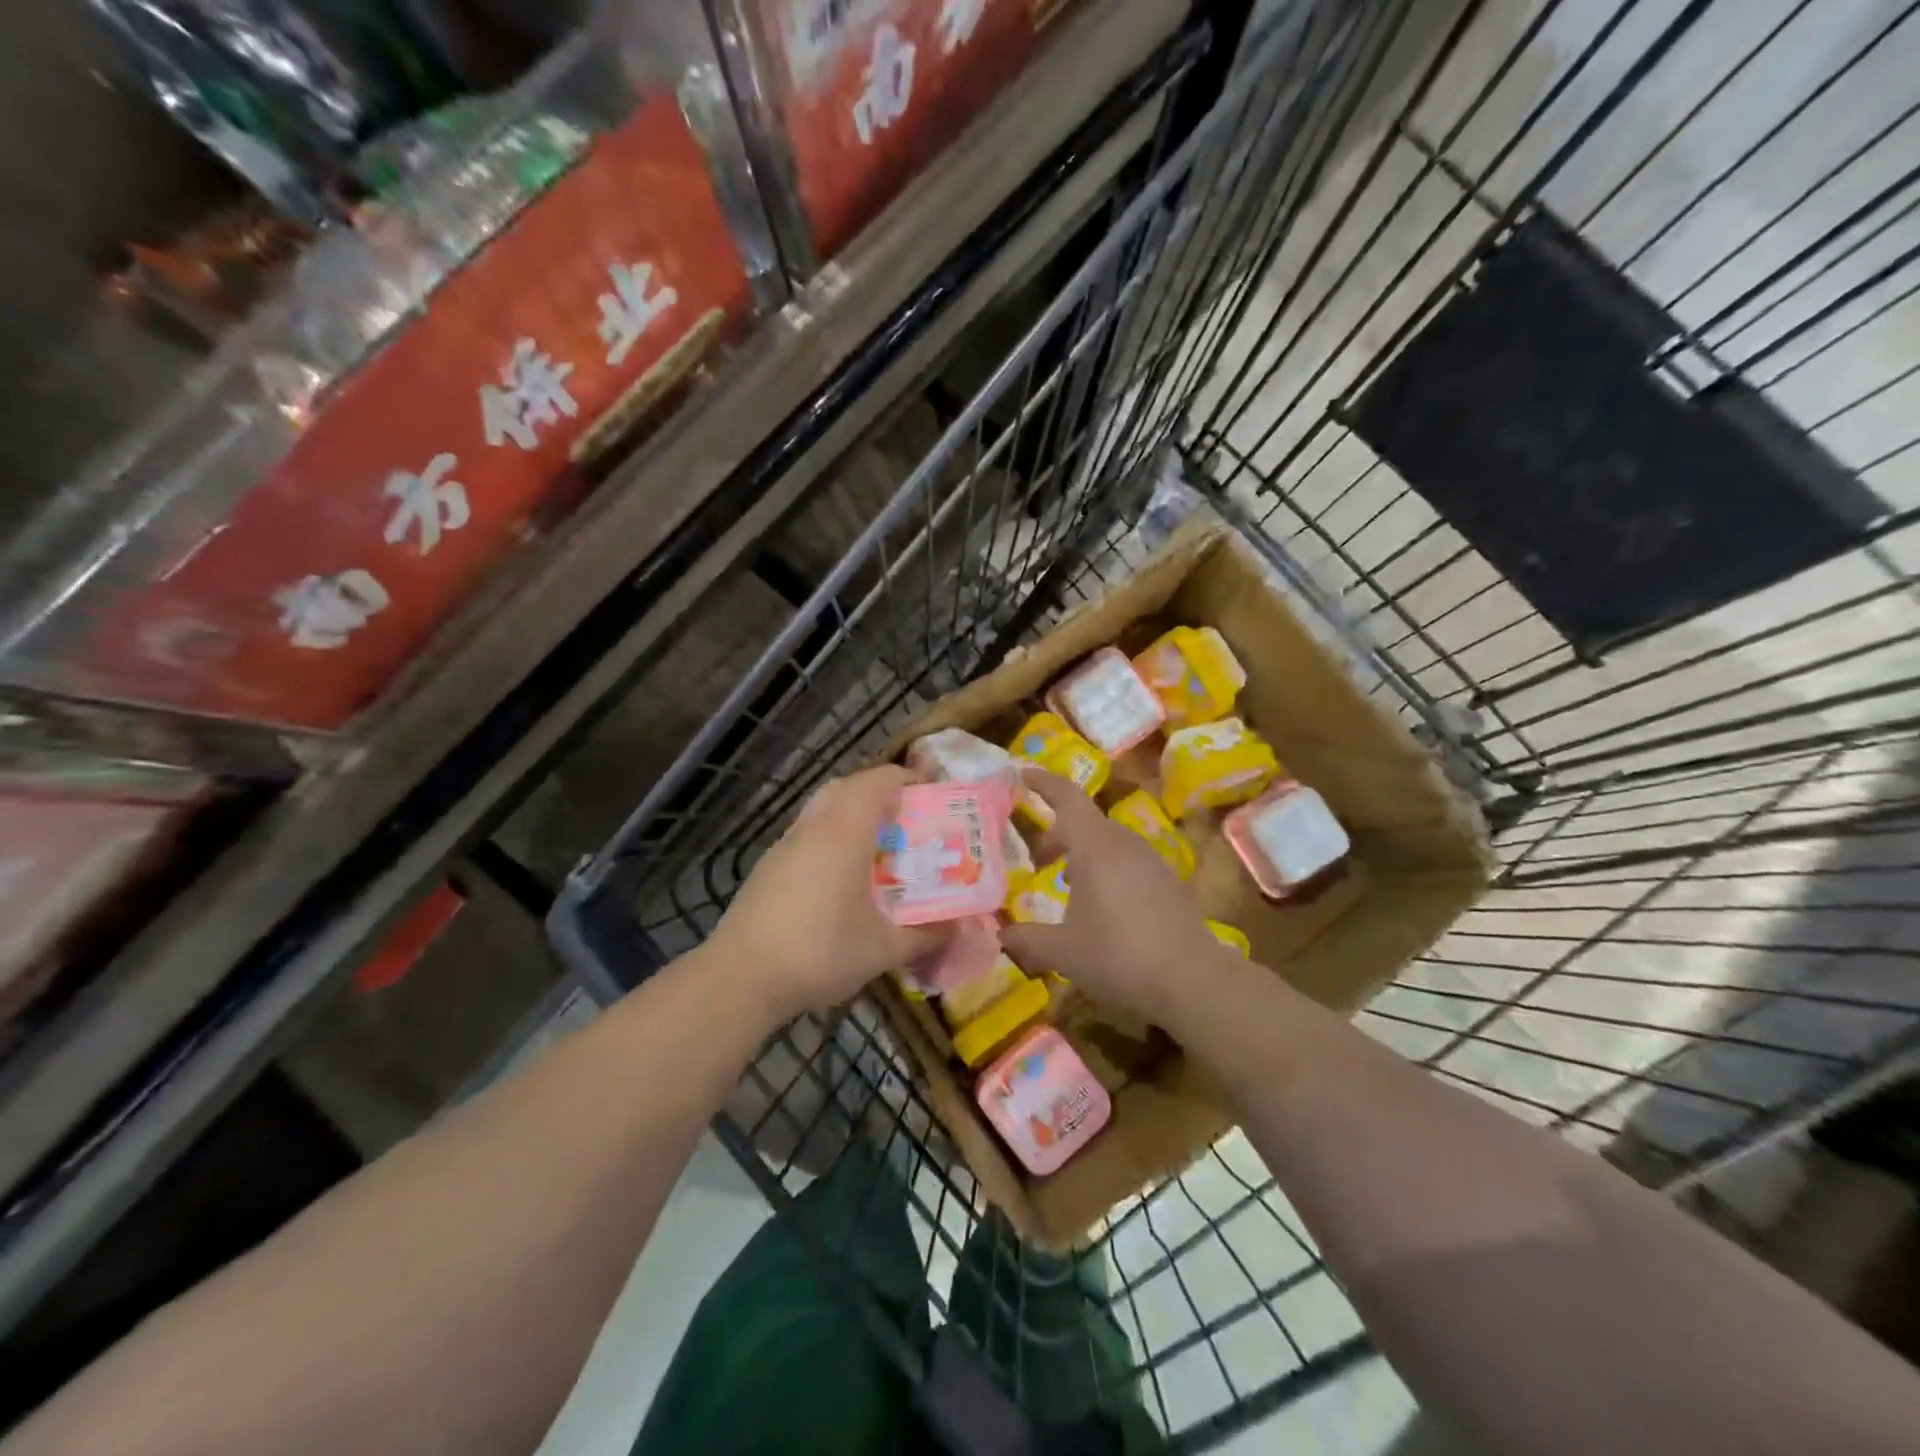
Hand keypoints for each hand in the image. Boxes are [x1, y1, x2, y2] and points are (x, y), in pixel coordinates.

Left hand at [708, 764, 940, 1024]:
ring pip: (820, 810)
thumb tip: (959, 929)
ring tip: (877, 846)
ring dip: (849, 814)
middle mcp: (812, 828)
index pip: (876, 782)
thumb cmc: (819, 951)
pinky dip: (828, 838)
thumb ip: (925, 935)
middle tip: (904, 815)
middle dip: (876, 791)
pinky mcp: (767, 869)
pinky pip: (805, 836)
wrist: (740, 978)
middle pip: (845, 787)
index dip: (905, 778)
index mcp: (844, 832)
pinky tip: (840, 878)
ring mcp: (784, 847)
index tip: (929, 790)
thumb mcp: (883, 948)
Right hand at [1000, 768, 1224, 1022]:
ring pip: (1109, 842)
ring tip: (1068, 886)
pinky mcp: (1169, 882)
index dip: (1044, 783)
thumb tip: (1000, 935)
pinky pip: (1128, 861)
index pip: (1067, 797)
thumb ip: (1028, 939)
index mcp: (1095, 847)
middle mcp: (1124, 844)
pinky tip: (1103, 907)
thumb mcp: (1063, 951)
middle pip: (1086, 821)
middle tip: (1039, 860)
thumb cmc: (1118, 955)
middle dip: (1059, 834)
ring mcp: (1151, 861)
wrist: (1192, 980)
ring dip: (1084, 854)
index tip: (1022, 775)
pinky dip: (1107, 869)